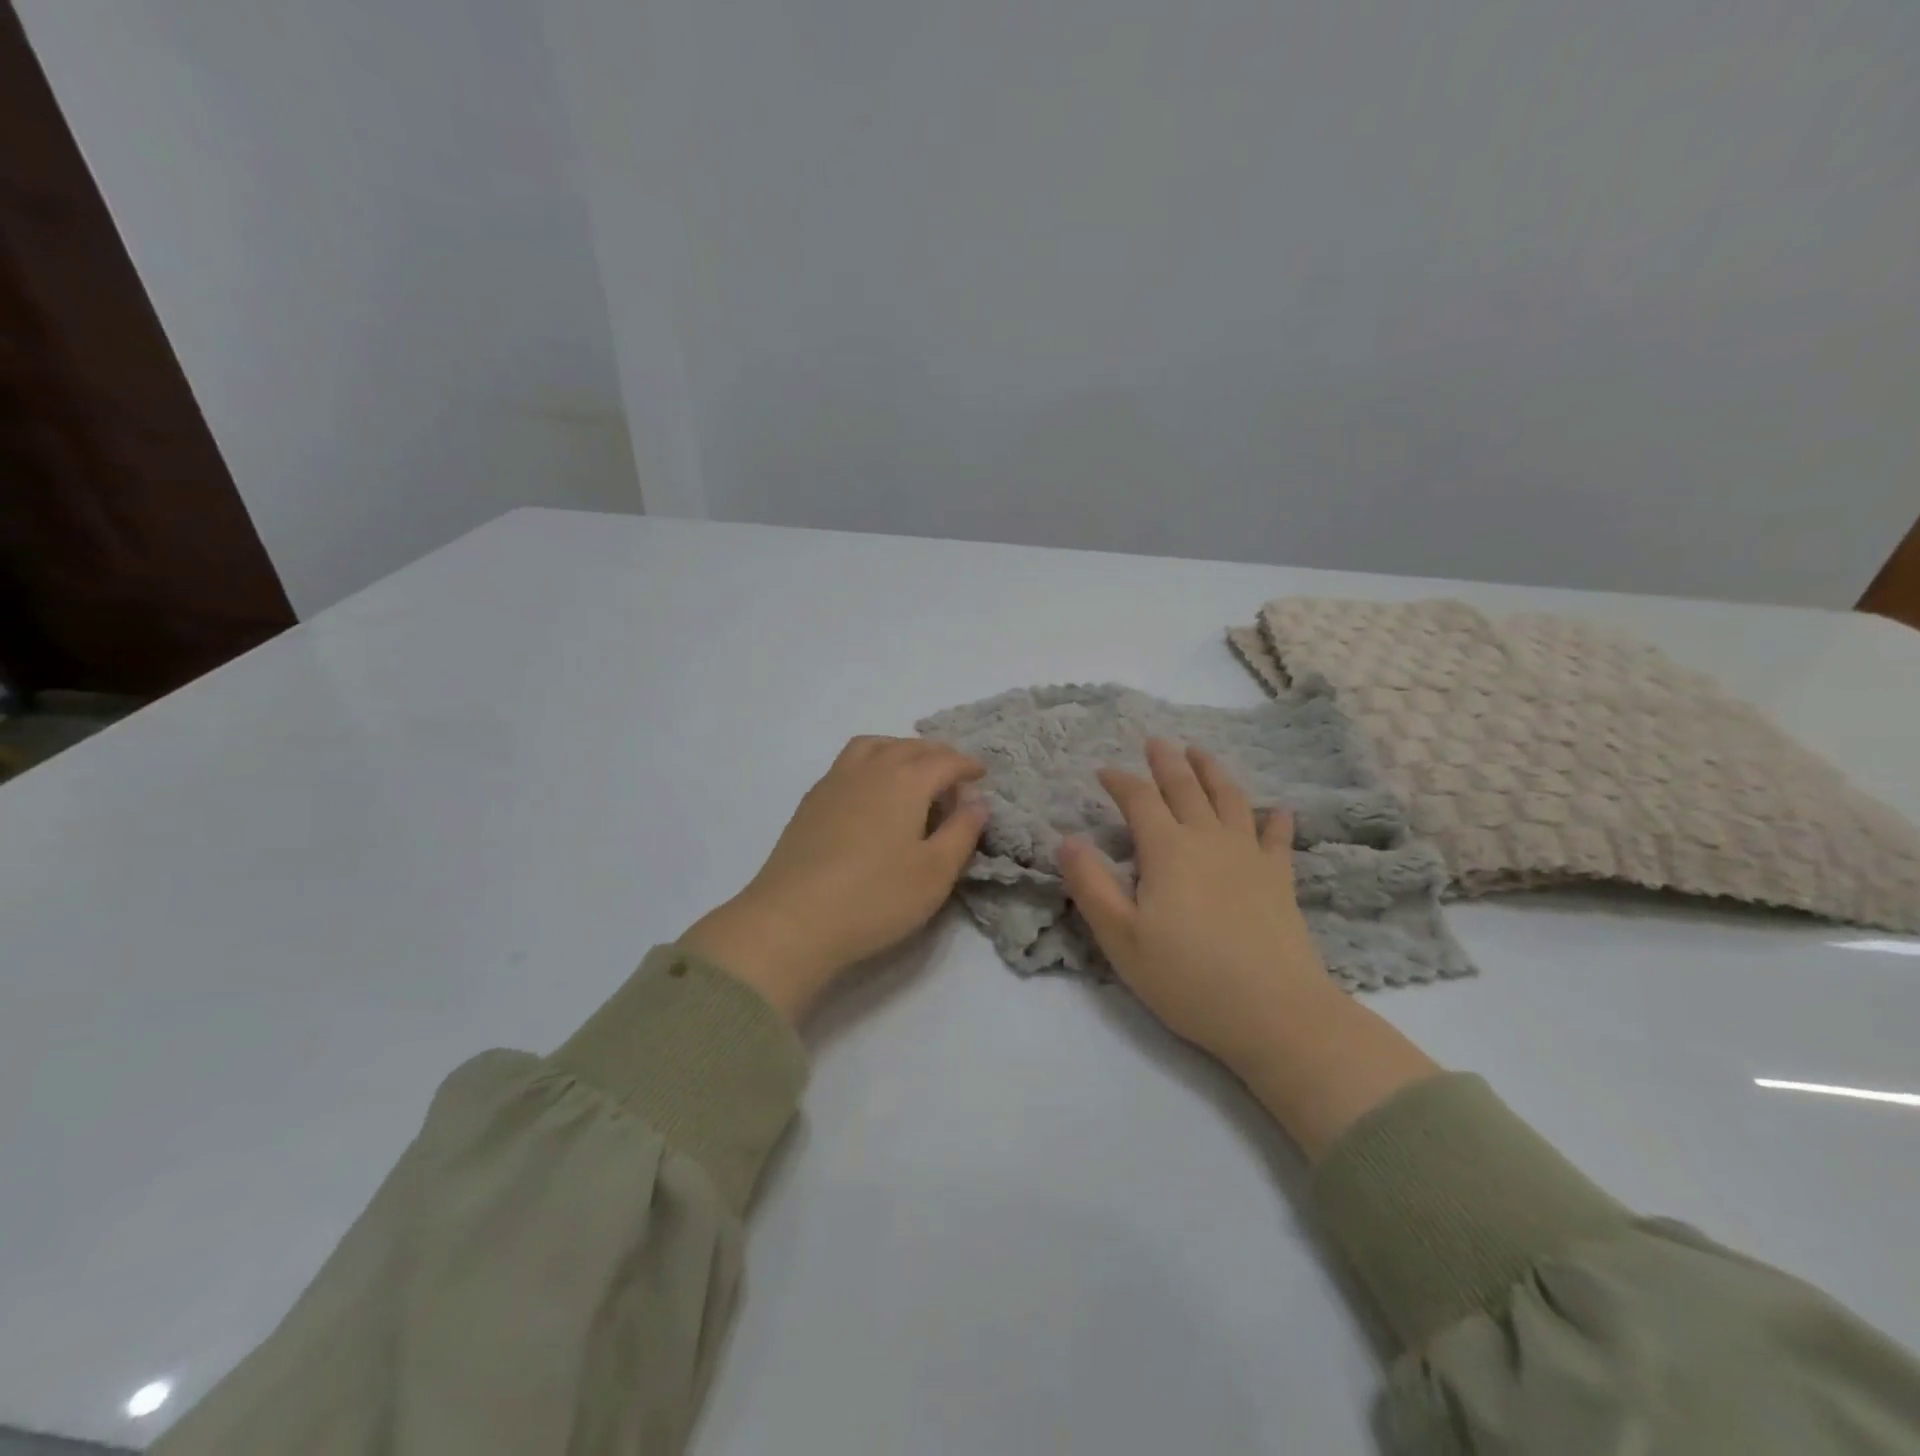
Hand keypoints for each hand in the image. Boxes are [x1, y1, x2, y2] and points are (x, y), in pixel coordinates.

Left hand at [682, 736, 988, 1021]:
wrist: (792, 920)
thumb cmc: (875, 898)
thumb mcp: (935, 872)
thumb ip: (962, 832)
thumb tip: (977, 801)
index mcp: (905, 781)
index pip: (944, 761)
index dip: (967, 765)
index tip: (982, 774)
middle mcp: (870, 769)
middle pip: (909, 747)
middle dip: (937, 755)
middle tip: (953, 774)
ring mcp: (835, 782)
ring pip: (873, 746)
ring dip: (899, 750)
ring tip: (912, 771)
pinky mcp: (811, 801)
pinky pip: (849, 763)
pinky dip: (871, 762)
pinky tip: (871, 792)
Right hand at [1059, 739, 1334, 1072]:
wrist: (1275, 1012)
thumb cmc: (1187, 978)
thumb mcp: (1121, 938)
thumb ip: (1091, 885)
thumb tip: (1068, 838)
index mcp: (1167, 850)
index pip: (1139, 800)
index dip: (1120, 780)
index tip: (1104, 770)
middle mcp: (1209, 840)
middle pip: (1186, 788)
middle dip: (1167, 762)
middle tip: (1156, 741)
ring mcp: (1250, 857)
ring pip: (1230, 800)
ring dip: (1213, 772)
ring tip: (1201, 753)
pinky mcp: (1280, 880)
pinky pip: (1277, 839)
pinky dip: (1275, 821)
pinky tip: (1278, 811)